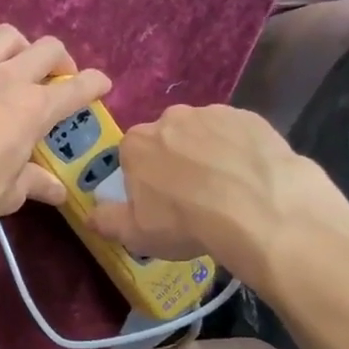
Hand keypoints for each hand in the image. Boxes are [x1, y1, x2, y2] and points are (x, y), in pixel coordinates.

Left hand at [0, 25, 110, 230]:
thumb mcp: (9, 194)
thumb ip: (34, 185)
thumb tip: (58, 191)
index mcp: (33, 109)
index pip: (77, 89)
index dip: (95, 84)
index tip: (102, 84)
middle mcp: (5, 78)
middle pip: (46, 49)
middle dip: (59, 59)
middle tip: (56, 78)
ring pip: (3, 36)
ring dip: (15, 46)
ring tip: (11, 64)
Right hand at [86, 104, 333, 273]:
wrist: (258, 209)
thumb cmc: (186, 223)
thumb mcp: (136, 234)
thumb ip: (106, 221)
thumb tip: (90, 216)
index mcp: (137, 143)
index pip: (132, 156)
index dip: (144, 180)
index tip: (159, 203)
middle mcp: (171, 118)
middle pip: (167, 140)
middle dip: (175, 162)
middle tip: (193, 198)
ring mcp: (213, 114)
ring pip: (203, 134)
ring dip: (208, 154)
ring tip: (227, 190)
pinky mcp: (250, 117)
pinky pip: (237, 134)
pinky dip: (239, 151)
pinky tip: (250, 179)